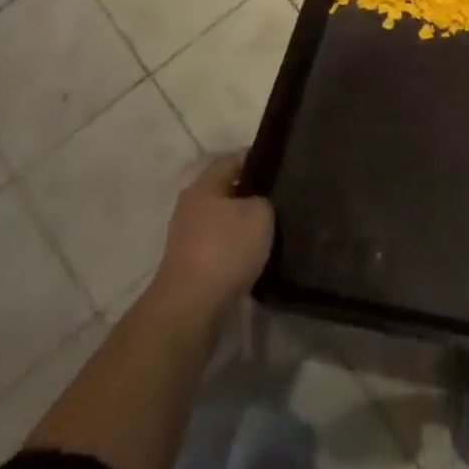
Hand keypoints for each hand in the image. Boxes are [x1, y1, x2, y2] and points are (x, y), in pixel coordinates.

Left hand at [149, 152, 274, 323]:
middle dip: (251, 194)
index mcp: (203, 185)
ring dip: (243, 225)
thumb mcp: (260, 214)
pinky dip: (235, 250)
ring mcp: (186, 239)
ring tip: (273, 229)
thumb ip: (264, 200)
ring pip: (223, 221)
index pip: (233, 159)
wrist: (189, 309)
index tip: (281, 165)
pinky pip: (219, 248)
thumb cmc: (225, 249)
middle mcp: (190, 207)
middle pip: (226, 191)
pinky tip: (256, 256)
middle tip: (281, 198)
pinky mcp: (189, 267)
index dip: (258, 158)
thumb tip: (261, 204)